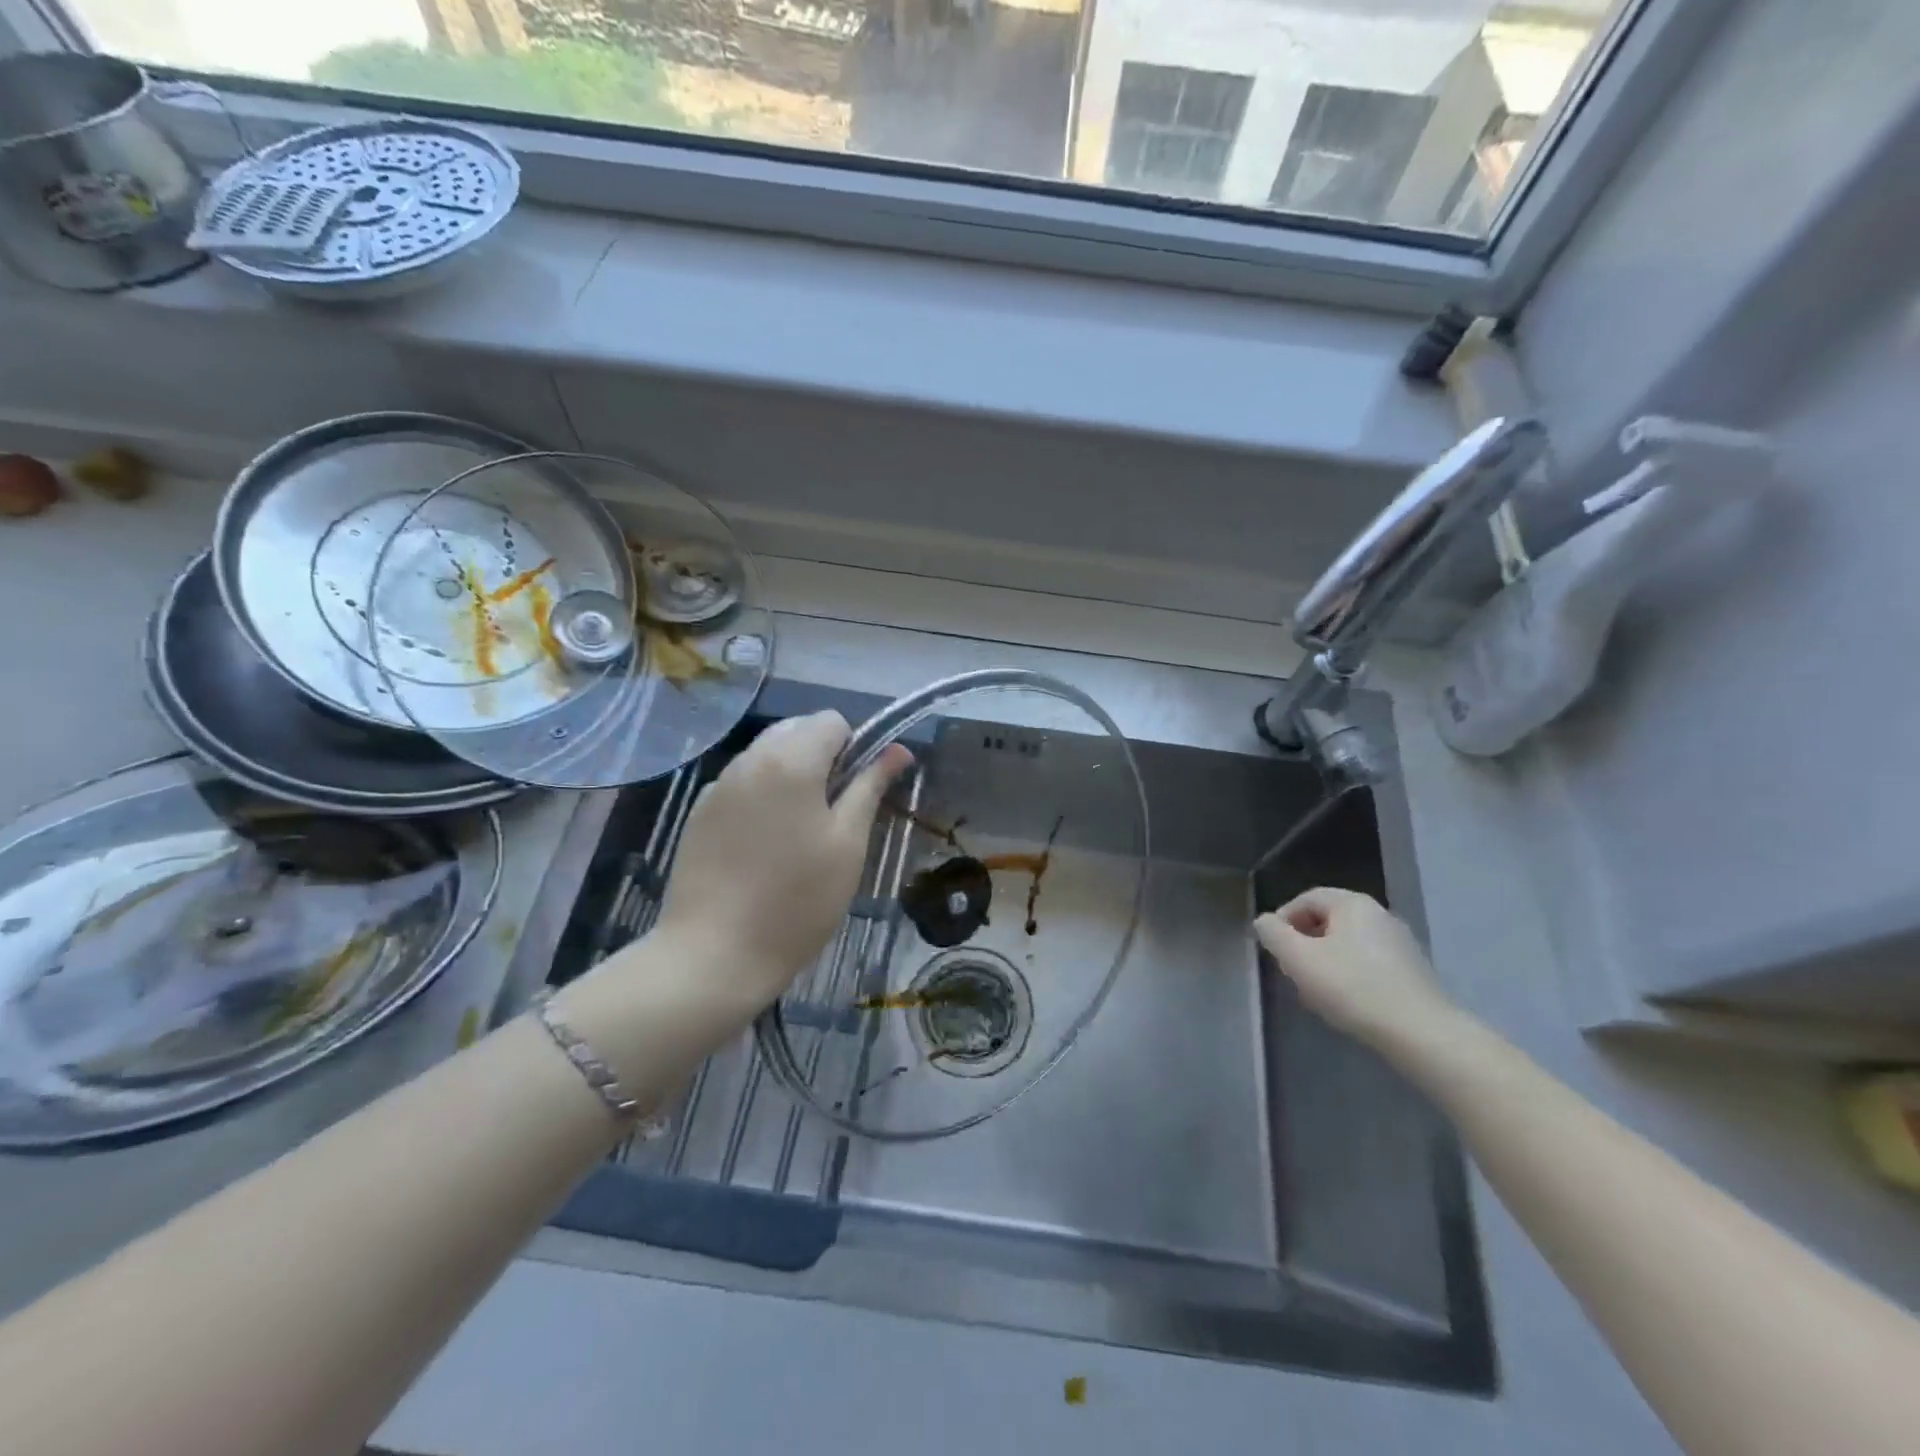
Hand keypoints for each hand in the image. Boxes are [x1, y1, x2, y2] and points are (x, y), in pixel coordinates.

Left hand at [653, 710, 911, 1018]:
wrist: (714, 954)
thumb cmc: (797, 901)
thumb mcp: (848, 844)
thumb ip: (871, 787)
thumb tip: (898, 750)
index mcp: (791, 760)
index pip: (832, 720)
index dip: (855, 747)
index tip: (857, 793)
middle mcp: (749, 759)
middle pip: (796, 730)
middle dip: (821, 756)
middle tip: (833, 813)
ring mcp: (718, 785)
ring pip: (766, 754)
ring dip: (791, 773)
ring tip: (797, 831)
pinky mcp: (699, 813)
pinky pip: (741, 782)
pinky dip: (761, 794)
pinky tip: (763, 844)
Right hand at [1254, 887, 1459, 1053]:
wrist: (1421, 1034)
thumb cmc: (1352, 988)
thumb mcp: (1299, 959)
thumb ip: (1273, 934)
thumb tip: (1265, 922)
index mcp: (1353, 904)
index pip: (1306, 899)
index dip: (1283, 921)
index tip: (1274, 950)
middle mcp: (1379, 915)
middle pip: (1327, 921)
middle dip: (1304, 943)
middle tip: (1292, 971)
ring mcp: (1400, 943)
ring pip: (1347, 944)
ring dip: (1325, 962)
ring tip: (1316, 991)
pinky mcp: (1411, 971)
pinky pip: (1368, 963)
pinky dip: (1349, 975)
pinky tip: (1346, 1002)